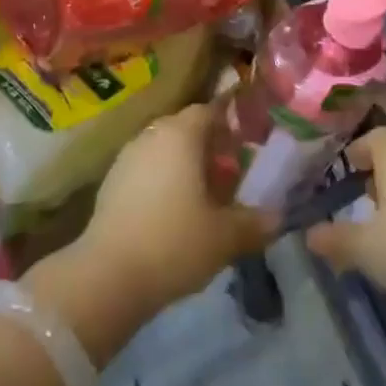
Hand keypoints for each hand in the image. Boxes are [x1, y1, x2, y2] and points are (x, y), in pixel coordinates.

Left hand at [27, 104, 276, 360]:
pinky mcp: (111, 181)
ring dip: (183, 164)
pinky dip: (162, 180)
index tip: (246, 145)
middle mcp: (152, 134)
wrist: (108, 274)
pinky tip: (172, 212)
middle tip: (229, 174)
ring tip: (202, 196)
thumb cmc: (174, 242)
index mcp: (182, 134)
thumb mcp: (225, 237)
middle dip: (208, 146)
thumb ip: (255, 223)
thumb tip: (278, 216)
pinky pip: (145, 168)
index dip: (230, 124)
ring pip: (163, 148)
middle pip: (185, 128)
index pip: (210, 110)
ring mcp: (127, 156)